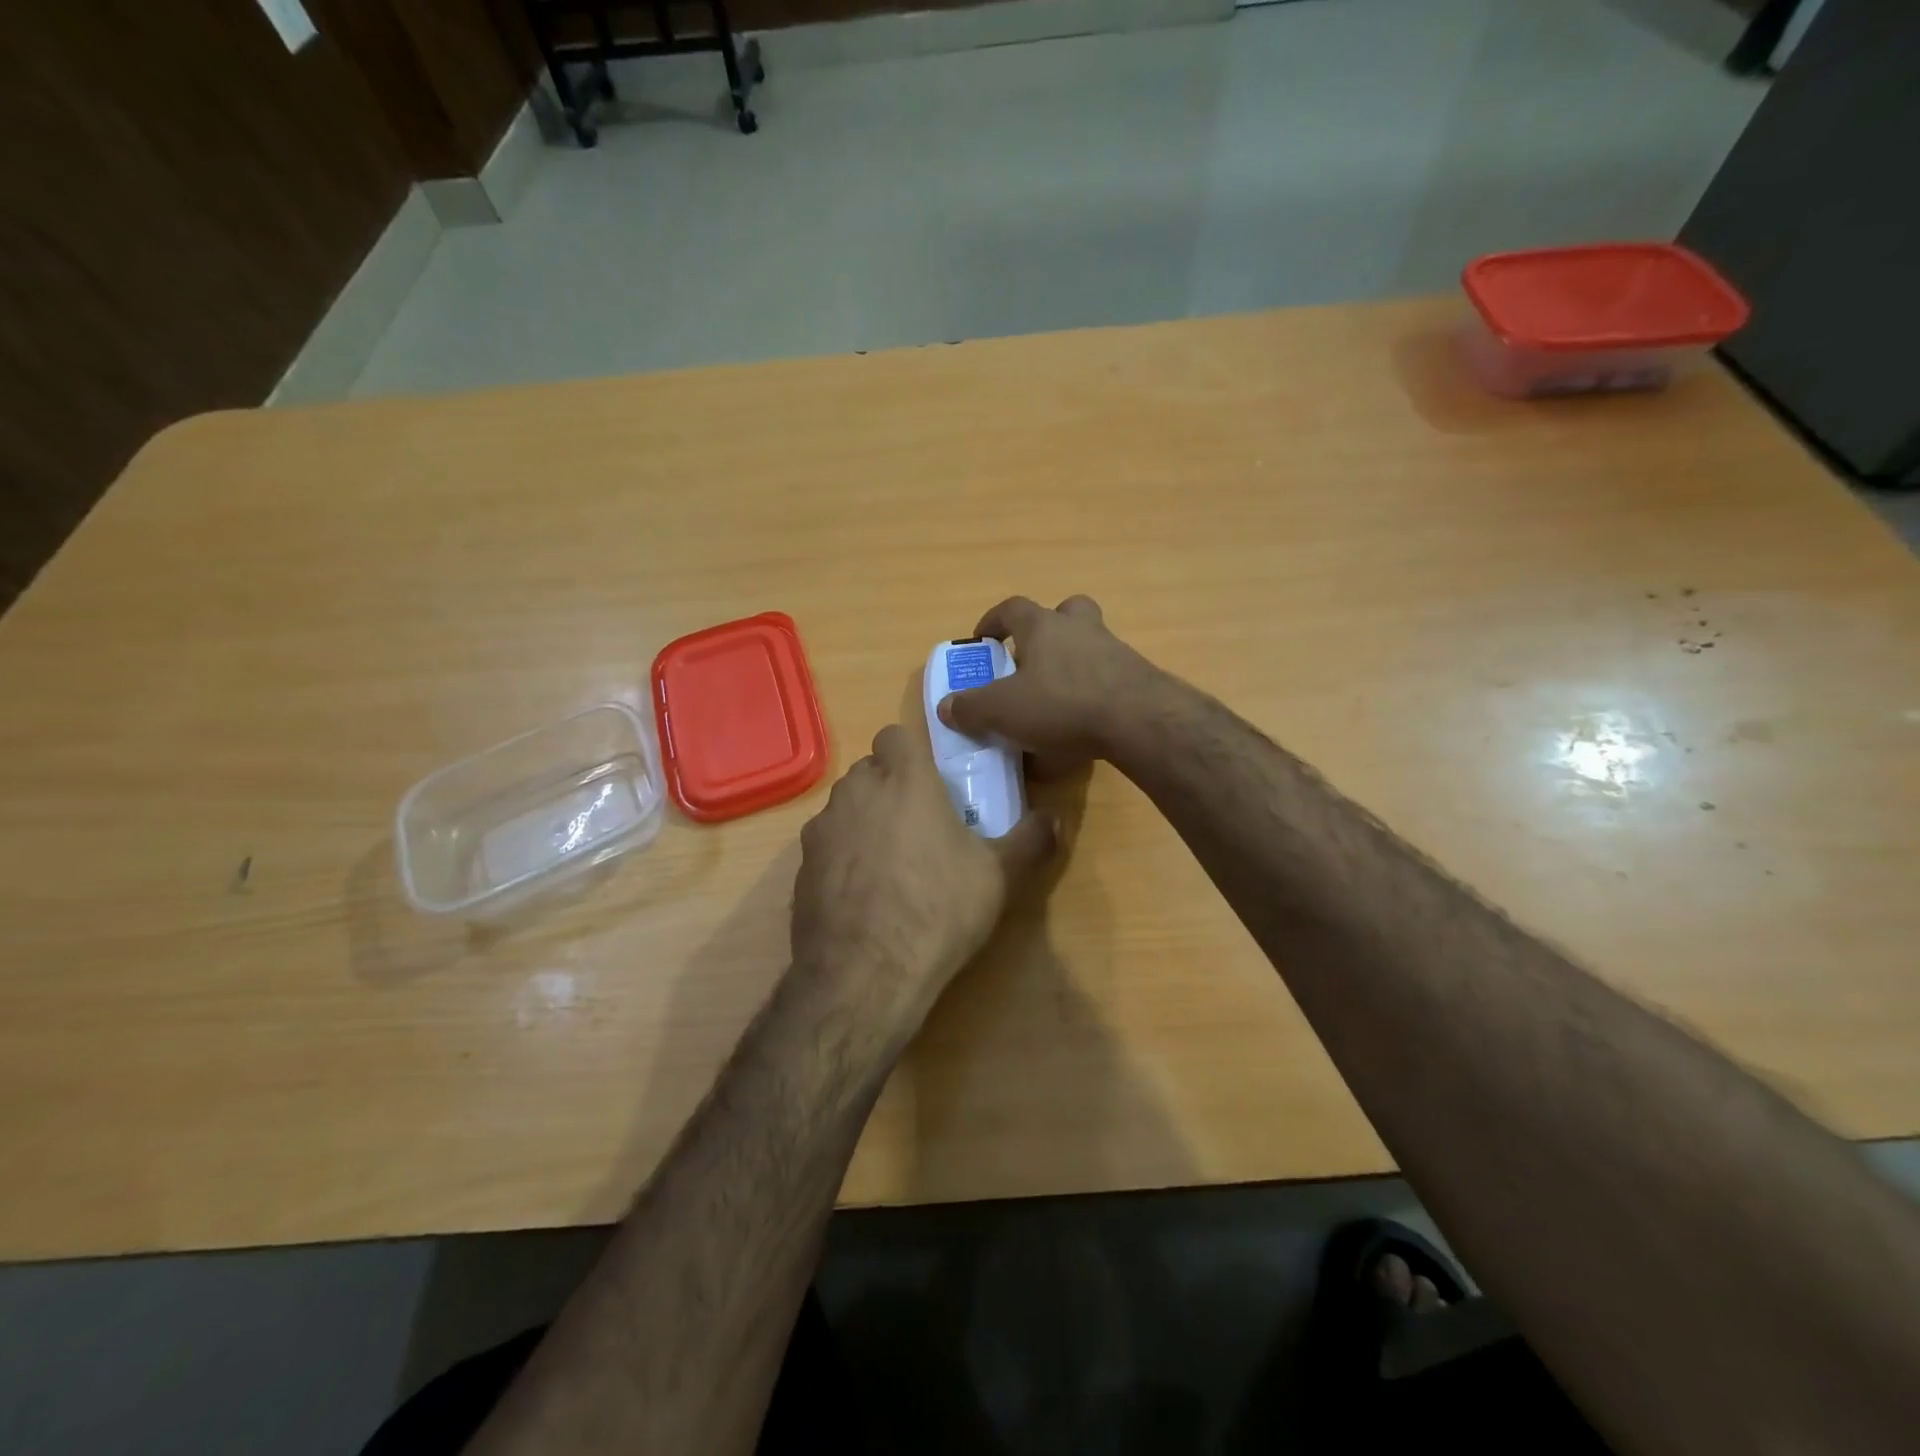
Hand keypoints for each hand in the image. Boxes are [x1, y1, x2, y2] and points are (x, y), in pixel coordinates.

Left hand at [792, 705, 1058, 1026]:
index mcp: (904, 781)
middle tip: (919, 824)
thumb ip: (1030, 840)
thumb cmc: (939, 909)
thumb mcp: (1000, 877)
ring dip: (864, 821)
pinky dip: (842, 858)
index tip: (930, 781)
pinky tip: (863, 896)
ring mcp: (822, 830)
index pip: (894, 735)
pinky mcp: (800, 868)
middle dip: (889, 786)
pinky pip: (825, 846)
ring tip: (890, 863)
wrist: (865, 975)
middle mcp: (856, 793)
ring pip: (844, 807)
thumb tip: (1056, 819)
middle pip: (868, 771)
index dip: (911, 753)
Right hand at [935, 595, 1155, 773]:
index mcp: (1043, 626)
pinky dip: (1093, 688)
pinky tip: (1084, 719)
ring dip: (1072, 660)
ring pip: (1089, 642)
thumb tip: (946, 706)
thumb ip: (971, 707)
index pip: (1012, 608)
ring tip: (1057, 695)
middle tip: (1031, 658)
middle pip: (1064, 611)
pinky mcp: (1136, 676)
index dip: (993, 621)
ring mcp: (1113, 649)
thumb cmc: (1061, 703)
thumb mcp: (1003, 710)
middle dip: (1046, 629)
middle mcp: (1080, 628)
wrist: (1138, 719)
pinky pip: (1107, 674)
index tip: (982, 640)